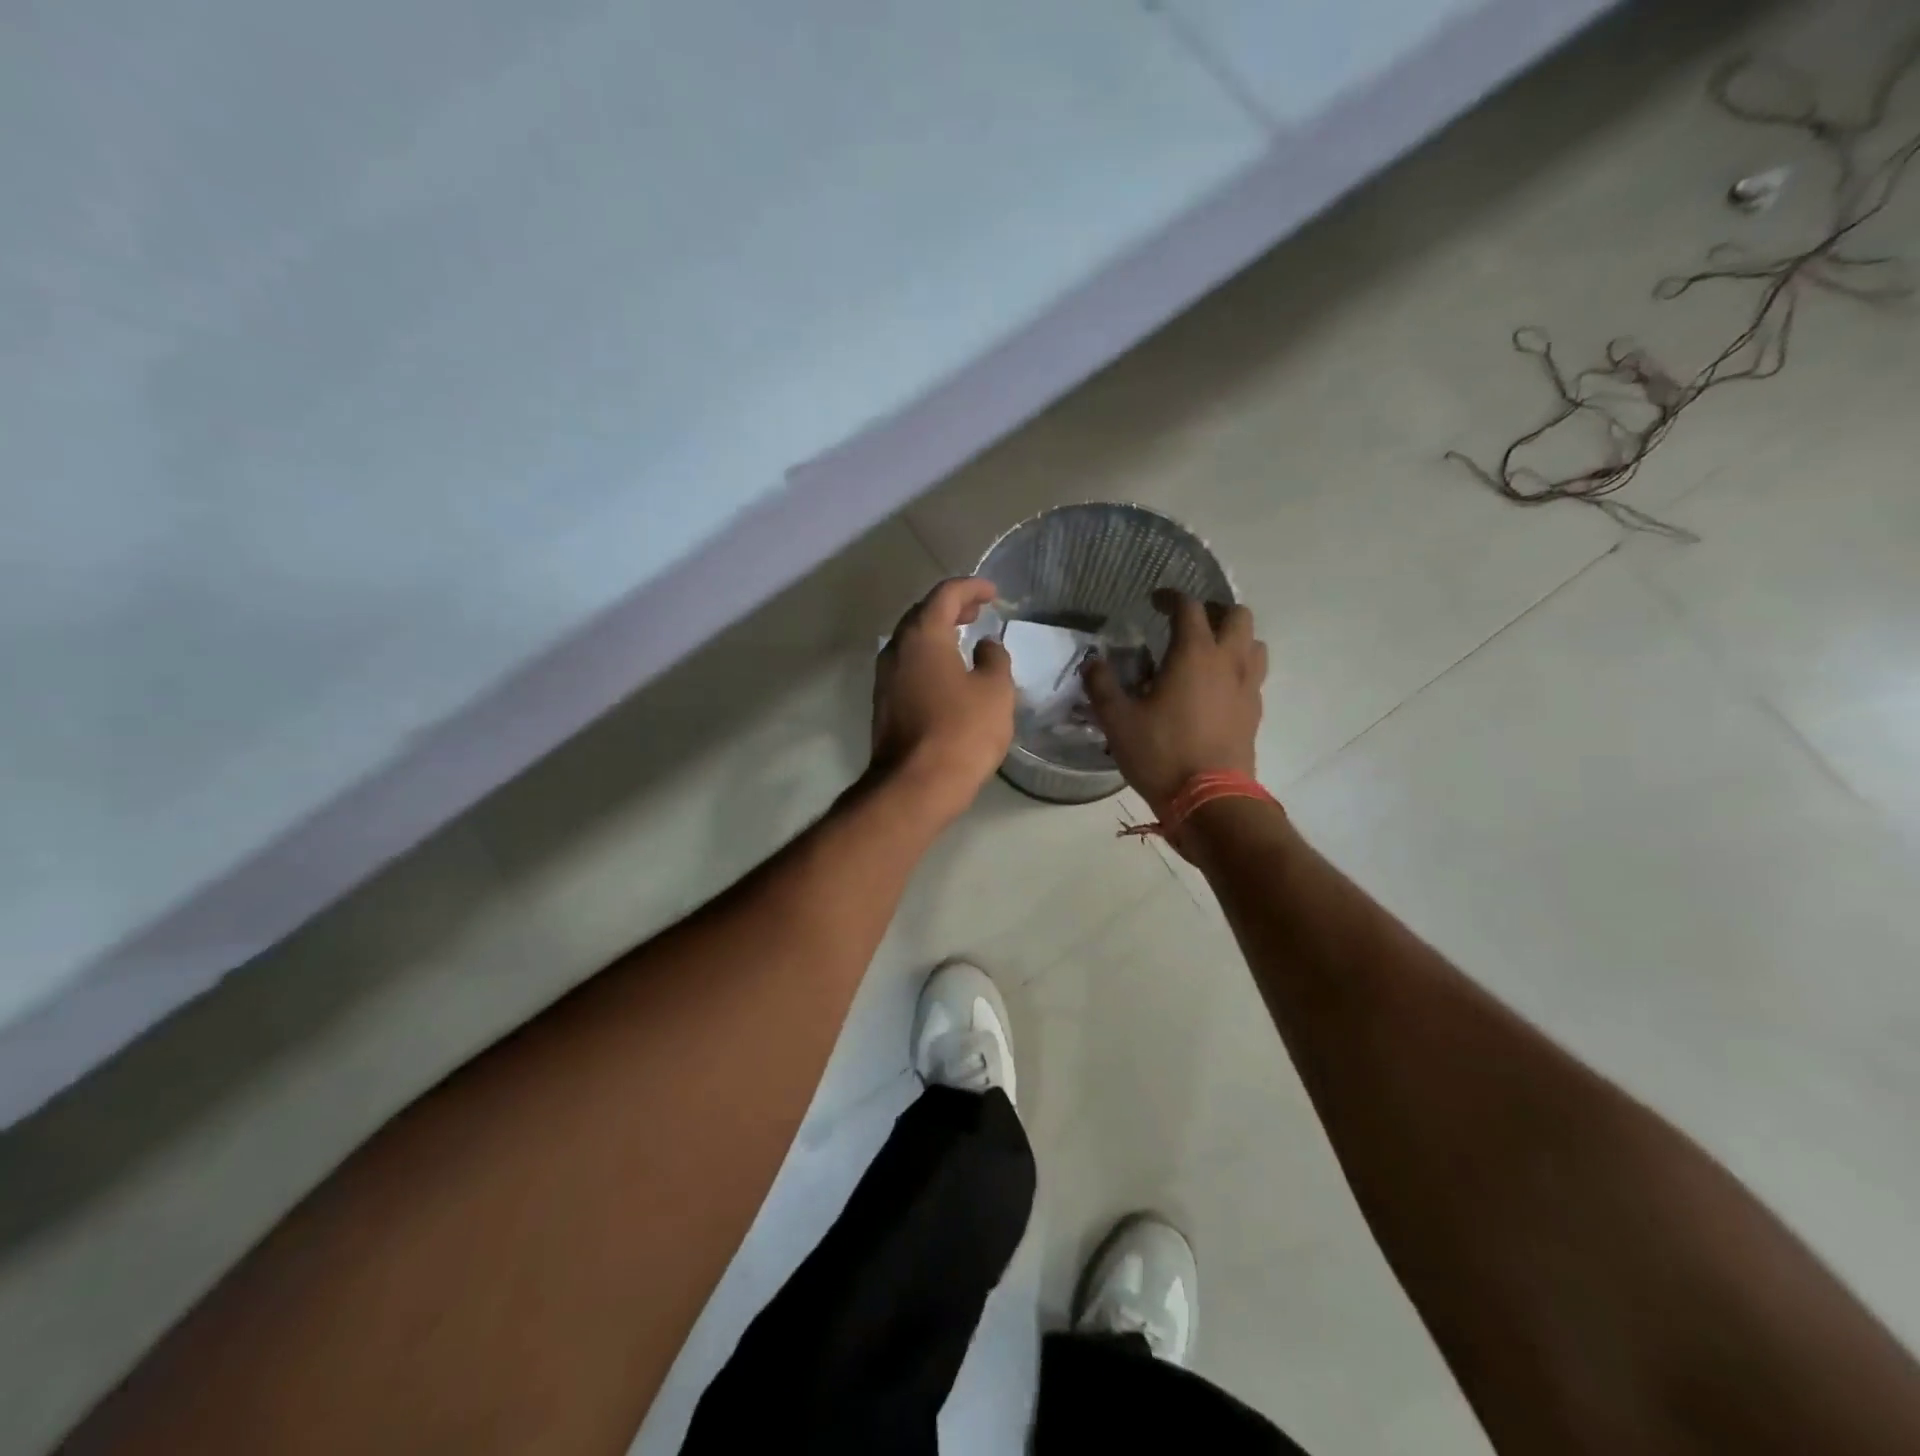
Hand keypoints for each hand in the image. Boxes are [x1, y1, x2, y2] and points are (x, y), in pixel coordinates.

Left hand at [872, 577, 1014, 819]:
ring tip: (965, 636)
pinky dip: (930, 657)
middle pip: (922, 614)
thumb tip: (985, 647)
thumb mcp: (995, 691)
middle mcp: (896, 649)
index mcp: (922, 636)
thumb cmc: (962, 732)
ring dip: (938, 633)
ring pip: (912, 641)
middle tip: (978, 610)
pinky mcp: (884, 704)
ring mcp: (885, 678)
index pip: (945, 594)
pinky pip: (908, 666)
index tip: (993, 593)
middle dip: (951, 607)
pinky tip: (948, 672)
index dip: (972, 587)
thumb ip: (994, 659)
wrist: (915, 786)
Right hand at [1082, 589, 1267, 818]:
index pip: (1189, 607)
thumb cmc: (1161, 754)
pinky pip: (1254, 675)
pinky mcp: (1255, 712)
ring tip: (1209, 652)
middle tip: (1189, 624)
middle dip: (1214, 611)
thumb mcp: (1117, 720)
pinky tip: (1217, 688)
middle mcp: (1228, 661)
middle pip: (1237, 616)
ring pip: (1254, 643)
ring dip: (1234, 638)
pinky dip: (1239, 669)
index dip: (1171, 597)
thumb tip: (1092, 662)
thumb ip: (1102, 685)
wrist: (1209, 800)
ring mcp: (1248, 687)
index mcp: (1194, 654)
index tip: (1156, 601)